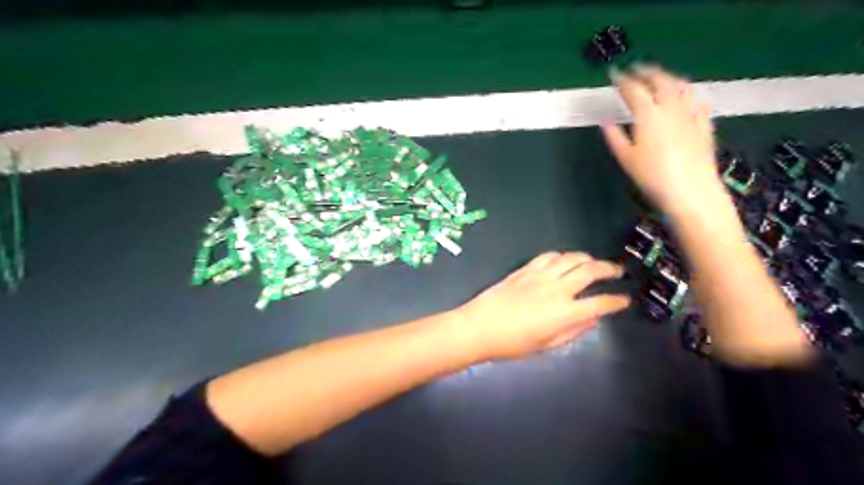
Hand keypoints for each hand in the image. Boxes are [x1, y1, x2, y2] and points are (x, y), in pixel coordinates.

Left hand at [455, 254, 632, 359]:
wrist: (479, 327)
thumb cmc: (512, 343)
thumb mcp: (546, 345)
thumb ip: (572, 331)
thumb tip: (591, 320)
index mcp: (565, 313)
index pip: (600, 303)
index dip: (616, 301)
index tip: (624, 300)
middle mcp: (557, 289)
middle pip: (591, 271)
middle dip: (609, 269)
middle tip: (618, 271)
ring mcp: (540, 276)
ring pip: (571, 258)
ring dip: (588, 258)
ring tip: (594, 263)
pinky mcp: (526, 269)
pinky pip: (549, 256)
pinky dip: (562, 256)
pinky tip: (565, 260)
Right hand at [603, 65, 727, 217]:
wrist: (690, 190)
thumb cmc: (652, 176)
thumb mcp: (626, 158)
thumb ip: (615, 137)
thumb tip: (605, 121)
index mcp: (648, 115)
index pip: (633, 90)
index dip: (623, 80)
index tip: (615, 74)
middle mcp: (670, 108)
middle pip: (660, 81)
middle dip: (647, 72)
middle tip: (637, 69)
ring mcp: (690, 115)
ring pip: (681, 87)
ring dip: (670, 78)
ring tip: (662, 76)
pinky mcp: (704, 125)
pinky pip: (698, 104)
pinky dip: (690, 97)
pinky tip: (689, 99)